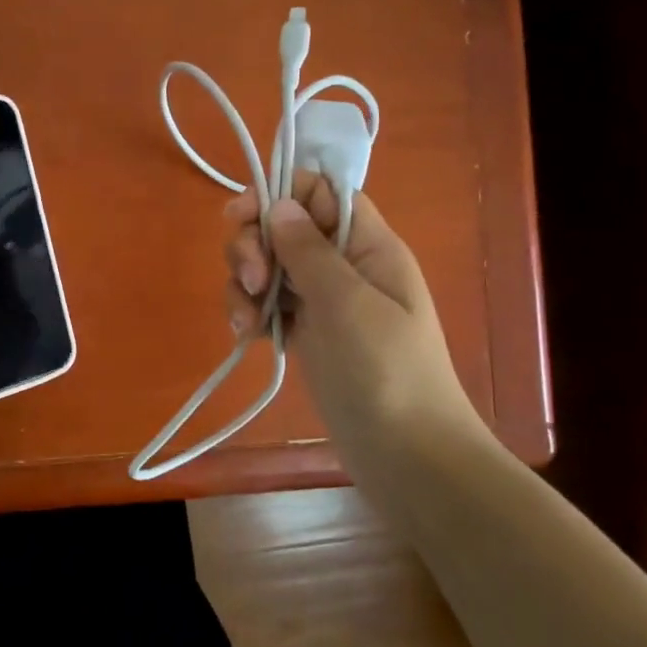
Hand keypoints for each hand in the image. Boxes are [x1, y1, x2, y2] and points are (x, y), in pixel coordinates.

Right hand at [223, 173, 477, 446]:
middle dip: (253, 245)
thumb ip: (308, 250)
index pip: (319, 192)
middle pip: (282, 226)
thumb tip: (279, 203)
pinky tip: (247, 335)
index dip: (279, 193)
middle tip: (251, 279)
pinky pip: (266, 304)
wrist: (406, 455)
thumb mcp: (347, 302)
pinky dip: (250, 312)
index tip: (239, 216)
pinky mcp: (304, 333)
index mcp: (366, 245)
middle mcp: (341, 265)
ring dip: (245, 283)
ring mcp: (321, 301)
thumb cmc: (386, 370)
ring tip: (246, 320)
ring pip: (267, 265)